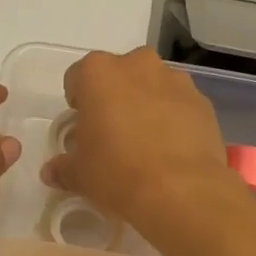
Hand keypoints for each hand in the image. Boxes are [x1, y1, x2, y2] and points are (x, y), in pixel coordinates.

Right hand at [40, 47, 232, 240]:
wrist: (181, 190)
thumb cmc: (117, 173)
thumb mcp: (80, 176)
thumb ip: (63, 168)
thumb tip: (52, 172)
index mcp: (99, 73)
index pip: (77, 77)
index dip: (77, 103)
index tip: (80, 128)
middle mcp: (138, 65)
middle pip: (118, 75)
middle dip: (113, 98)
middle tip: (111, 134)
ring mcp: (176, 80)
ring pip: (152, 86)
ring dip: (145, 105)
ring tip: (145, 144)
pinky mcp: (203, 102)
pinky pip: (179, 105)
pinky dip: (173, 120)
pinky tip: (170, 151)